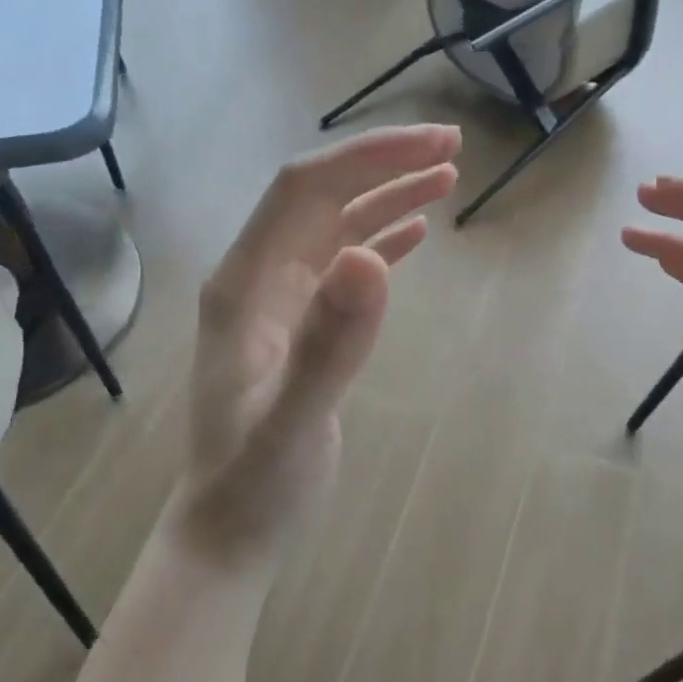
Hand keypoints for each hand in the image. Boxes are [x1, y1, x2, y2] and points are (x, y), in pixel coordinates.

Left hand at [181, 124, 460, 560]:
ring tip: (445, 177)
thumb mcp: (294, 423)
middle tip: (452, 148)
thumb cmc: (255, 487)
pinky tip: (413, 233)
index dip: (366, 158)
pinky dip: (379, 239)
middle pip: (321, 196)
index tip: (432, 145)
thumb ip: (330, 344)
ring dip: (386, 196)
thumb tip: (371, 257)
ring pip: (335, 226)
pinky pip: (342, 265)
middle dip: (383, 164)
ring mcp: (278, 302)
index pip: (303, 190)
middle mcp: (257, 280)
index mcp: (244, 284)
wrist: (230, 535)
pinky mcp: (300, 327)